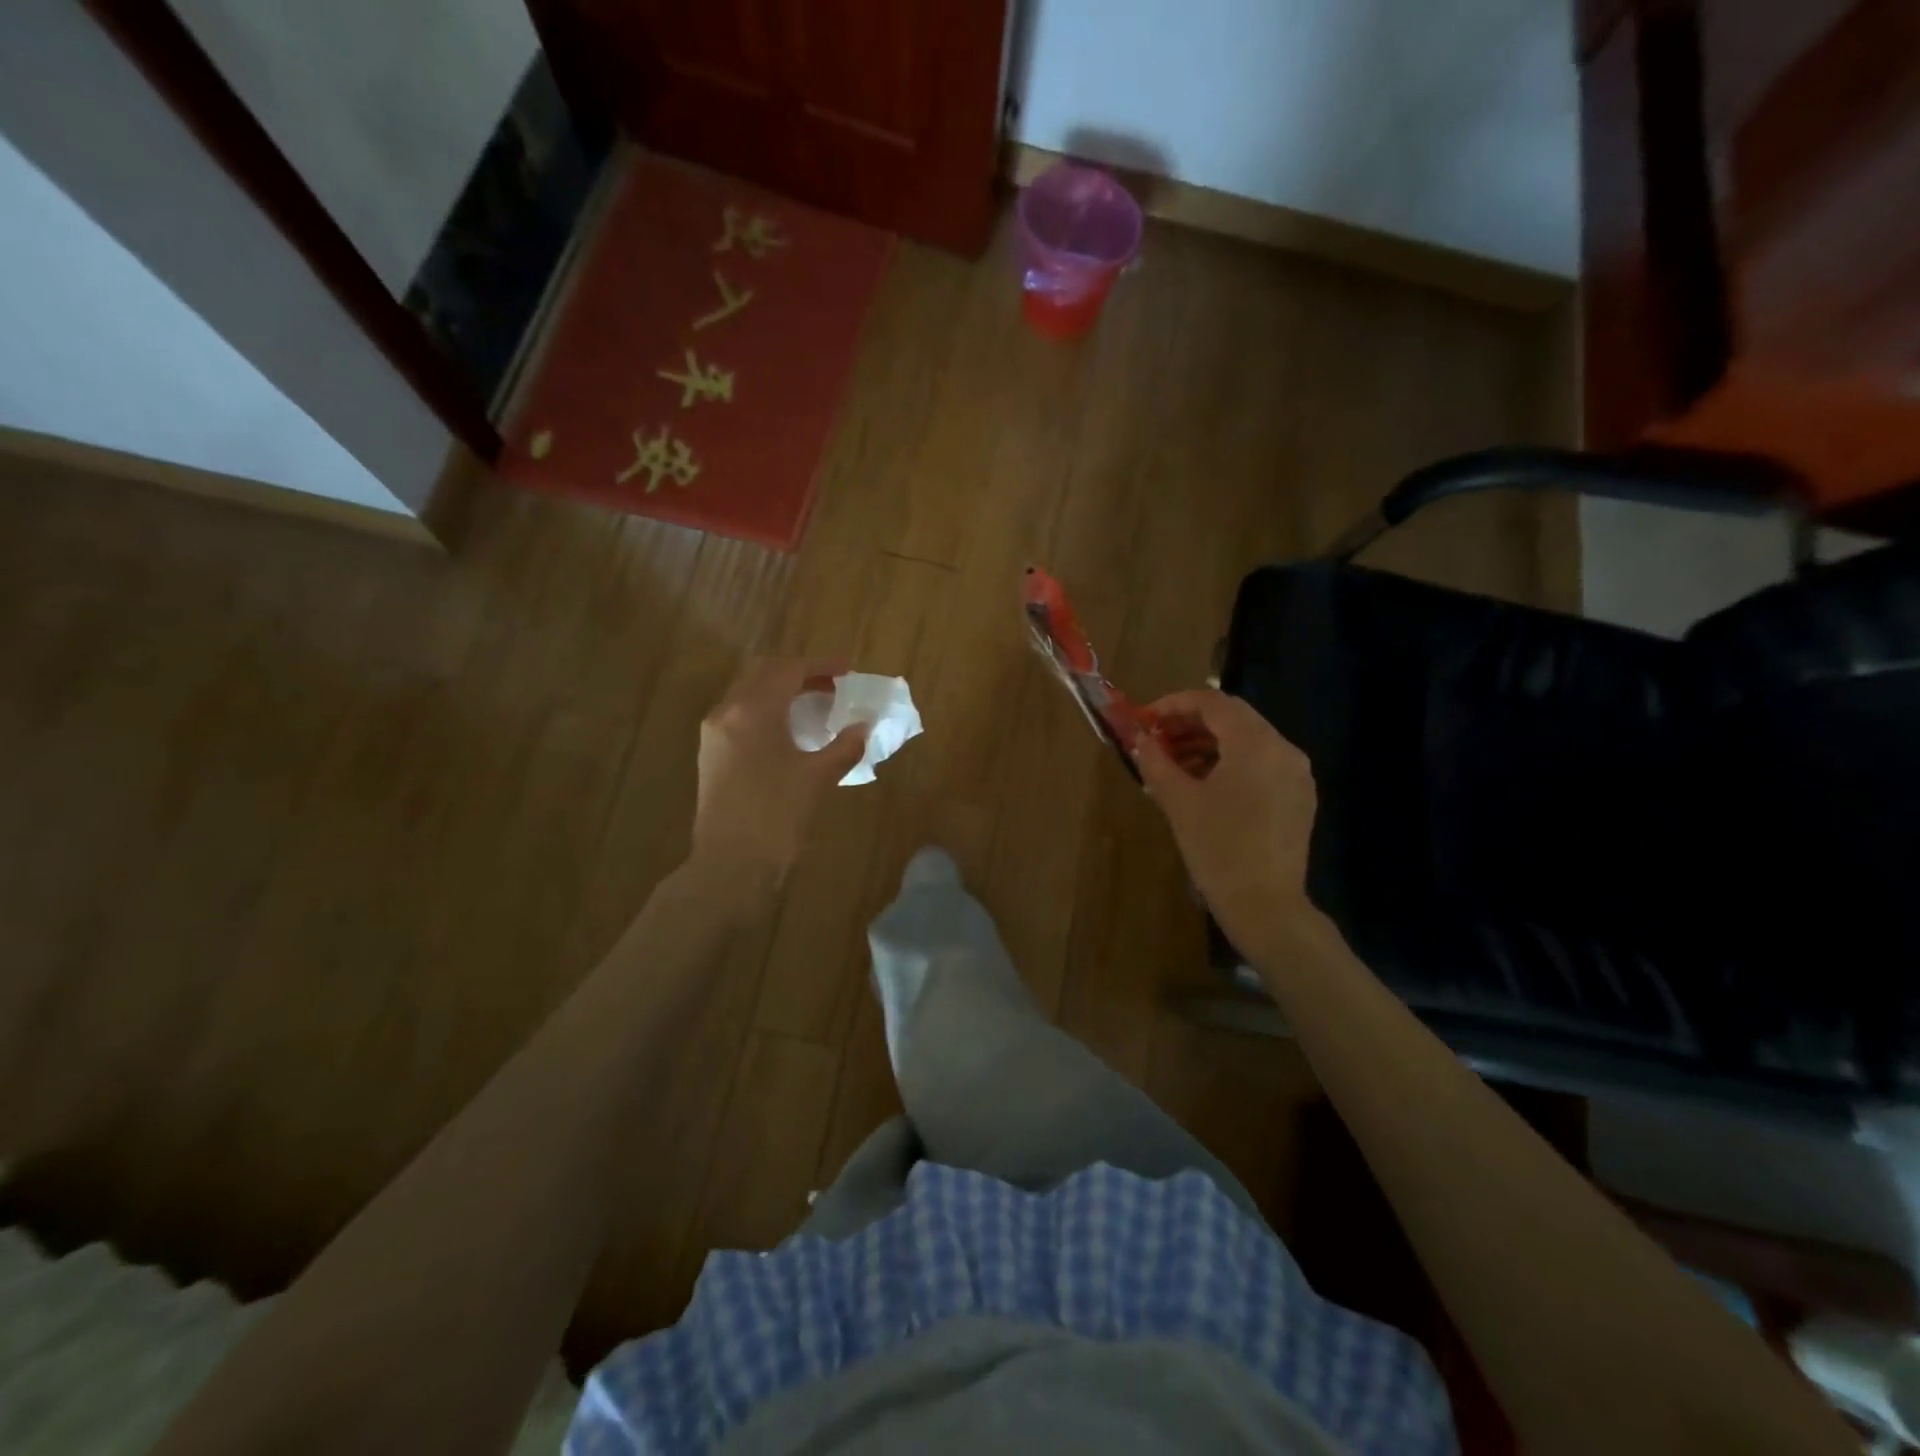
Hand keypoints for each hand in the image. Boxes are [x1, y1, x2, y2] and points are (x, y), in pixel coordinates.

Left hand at [692, 657, 866, 879]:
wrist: (730, 866)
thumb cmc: (776, 816)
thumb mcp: (817, 778)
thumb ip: (843, 747)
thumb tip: (862, 729)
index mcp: (752, 711)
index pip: (788, 670)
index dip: (821, 667)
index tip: (848, 671)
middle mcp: (727, 713)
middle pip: (763, 675)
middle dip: (799, 674)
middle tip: (832, 686)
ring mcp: (715, 735)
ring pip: (749, 695)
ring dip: (782, 693)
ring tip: (816, 707)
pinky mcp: (712, 756)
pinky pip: (742, 717)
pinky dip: (768, 713)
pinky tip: (792, 733)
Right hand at [1134, 689, 1319, 954]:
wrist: (1265, 905)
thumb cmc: (1218, 848)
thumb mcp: (1179, 801)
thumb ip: (1156, 762)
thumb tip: (1139, 740)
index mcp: (1256, 744)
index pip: (1213, 702)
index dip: (1174, 704)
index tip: (1146, 720)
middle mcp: (1283, 749)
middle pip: (1233, 719)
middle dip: (1189, 724)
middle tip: (1156, 741)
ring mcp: (1296, 774)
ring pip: (1247, 742)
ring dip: (1207, 745)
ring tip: (1172, 766)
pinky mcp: (1298, 797)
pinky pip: (1260, 765)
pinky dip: (1229, 764)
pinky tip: (1202, 787)